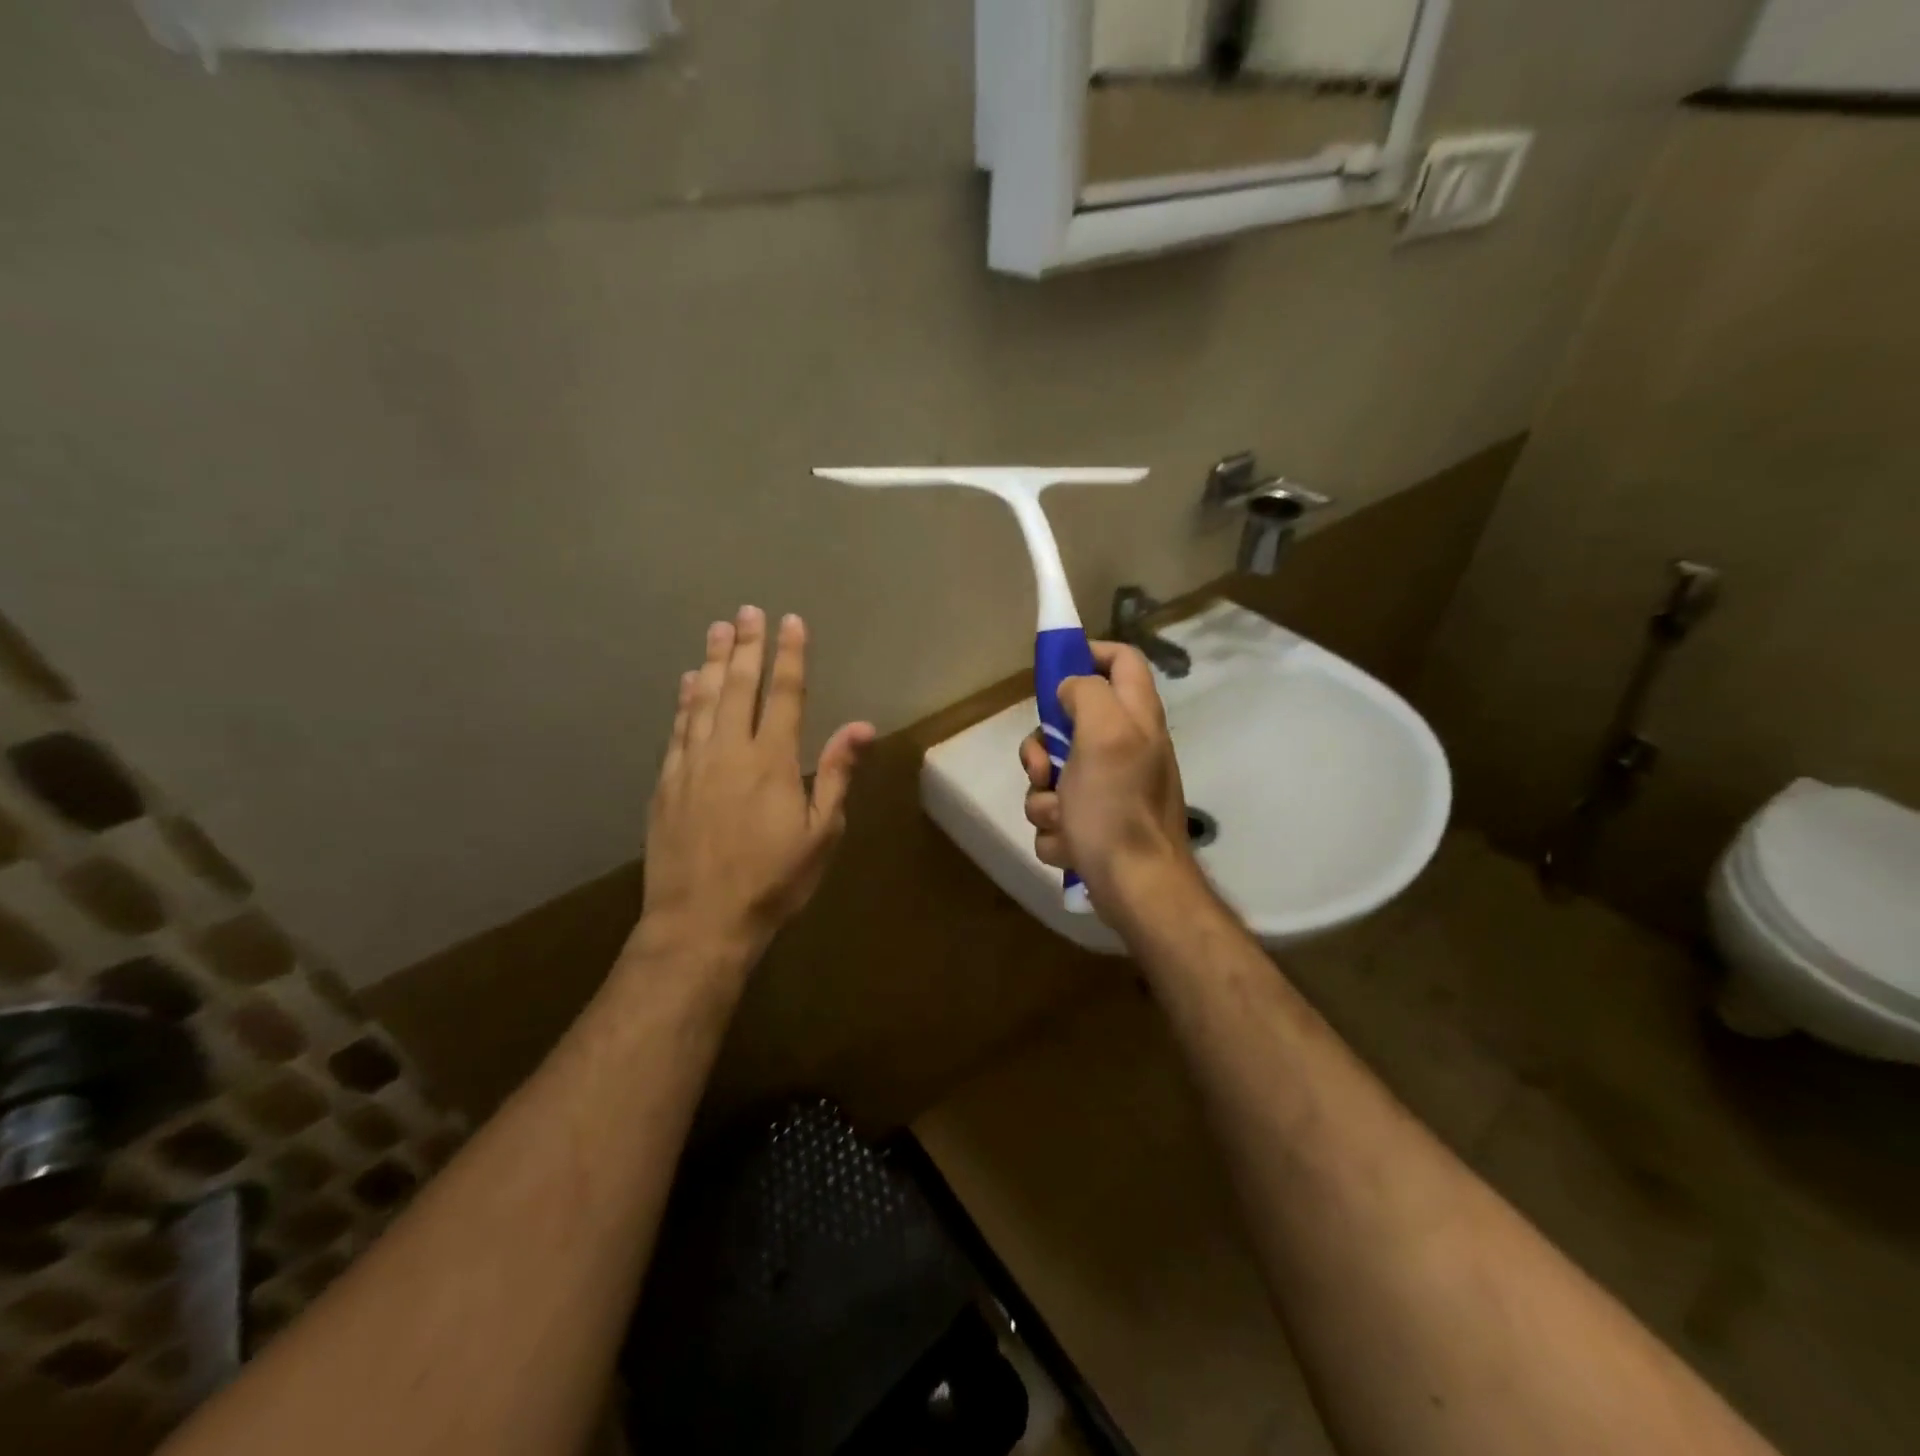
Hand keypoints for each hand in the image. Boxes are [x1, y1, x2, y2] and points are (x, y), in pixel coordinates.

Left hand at [638, 606, 874, 966]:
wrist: (700, 922)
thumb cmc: (773, 881)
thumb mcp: (821, 834)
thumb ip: (836, 774)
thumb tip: (862, 726)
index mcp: (772, 761)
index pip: (784, 694)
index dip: (790, 655)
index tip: (790, 621)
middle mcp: (729, 751)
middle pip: (739, 687)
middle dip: (747, 646)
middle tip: (747, 611)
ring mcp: (692, 765)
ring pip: (704, 700)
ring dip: (714, 662)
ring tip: (718, 630)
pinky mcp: (666, 784)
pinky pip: (678, 729)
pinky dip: (685, 700)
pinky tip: (689, 682)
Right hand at [1018, 640, 1196, 916]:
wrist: (1135, 887)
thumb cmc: (1118, 807)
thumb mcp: (1103, 734)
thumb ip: (1087, 694)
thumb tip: (1071, 689)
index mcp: (1136, 717)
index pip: (1121, 659)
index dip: (1087, 653)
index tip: (1052, 670)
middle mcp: (1125, 747)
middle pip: (1068, 723)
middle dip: (1043, 748)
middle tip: (1044, 767)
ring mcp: (1109, 789)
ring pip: (1052, 775)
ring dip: (1045, 799)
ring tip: (1063, 820)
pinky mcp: (1094, 824)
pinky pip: (1055, 814)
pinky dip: (1057, 831)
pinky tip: (1070, 845)